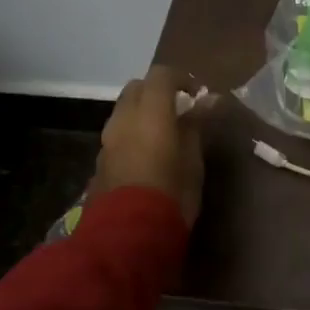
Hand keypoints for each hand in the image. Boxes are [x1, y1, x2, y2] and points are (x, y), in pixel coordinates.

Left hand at [92, 66, 207, 228]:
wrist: (128, 235)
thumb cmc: (171, 193)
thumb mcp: (193, 160)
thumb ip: (196, 125)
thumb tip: (208, 100)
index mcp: (149, 112)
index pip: (161, 75)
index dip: (181, 78)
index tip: (198, 95)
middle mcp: (123, 119)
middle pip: (137, 88)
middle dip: (157, 92)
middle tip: (180, 110)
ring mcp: (108, 140)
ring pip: (124, 111)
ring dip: (143, 113)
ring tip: (165, 134)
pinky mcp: (101, 162)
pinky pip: (118, 134)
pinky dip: (133, 133)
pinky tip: (149, 155)